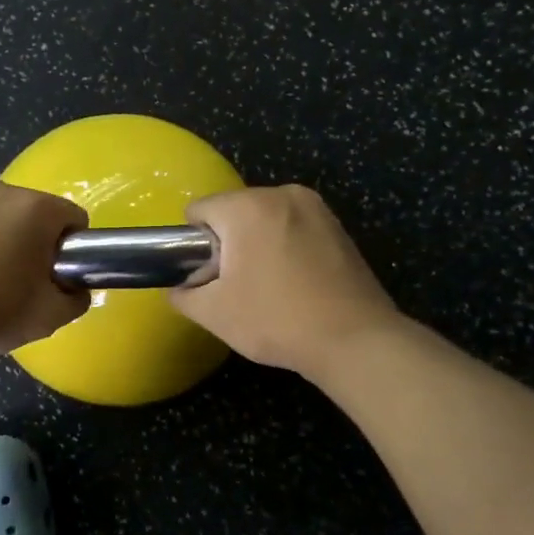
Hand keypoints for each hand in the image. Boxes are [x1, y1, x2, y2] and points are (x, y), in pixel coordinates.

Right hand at [170, 185, 402, 377]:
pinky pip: (294, 228)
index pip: (199, 210)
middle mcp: (282, 194)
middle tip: (237, 286)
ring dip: (257, 244)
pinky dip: (286, 247)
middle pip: (234, 211)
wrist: (355, 340)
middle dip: (228, 243)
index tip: (208, 276)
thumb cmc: (276, 320)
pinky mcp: (338, 226)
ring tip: (269, 286)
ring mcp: (316, 208)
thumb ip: (183, 296)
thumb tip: (179, 289)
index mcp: (247, 207)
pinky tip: (296, 283)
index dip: (194, 244)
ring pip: (265, 219)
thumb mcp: (215, 314)